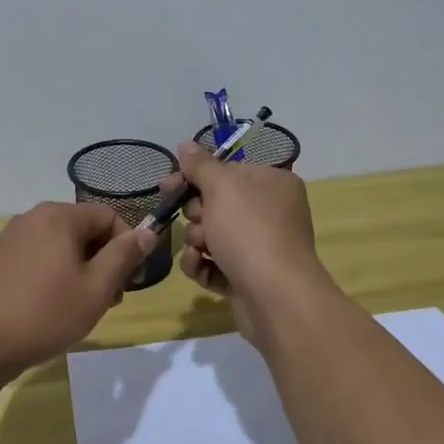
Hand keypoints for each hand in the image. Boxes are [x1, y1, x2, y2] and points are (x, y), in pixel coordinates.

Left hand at [0, 202, 156, 383]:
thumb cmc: (43, 315)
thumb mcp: (95, 289)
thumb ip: (124, 257)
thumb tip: (147, 232)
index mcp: (58, 216)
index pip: (110, 216)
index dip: (129, 246)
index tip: (132, 283)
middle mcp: (32, 218)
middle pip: (85, 230)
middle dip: (105, 262)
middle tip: (110, 301)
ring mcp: (10, 239)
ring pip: (62, 247)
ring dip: (83, 272)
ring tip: (83, 309)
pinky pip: (40, 259)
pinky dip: (56, 277)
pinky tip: (53, 309)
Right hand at [162, 142, 326, 341]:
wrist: (275, 297)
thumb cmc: (250, 231)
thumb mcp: (222, 188)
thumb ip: (200, 166)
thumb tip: (185, 145)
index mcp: (273, 184)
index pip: (228, 171)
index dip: (196, 177)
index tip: (168, 185)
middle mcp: (271, 213)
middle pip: (217, 204)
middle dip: (197, 214)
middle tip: (197, 221)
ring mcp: (260, 247)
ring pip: (212, 236)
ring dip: (197, 241)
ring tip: (201, 250)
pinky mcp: (248, 278)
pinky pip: (215, 264)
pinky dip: (203, 266)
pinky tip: (200, 269)